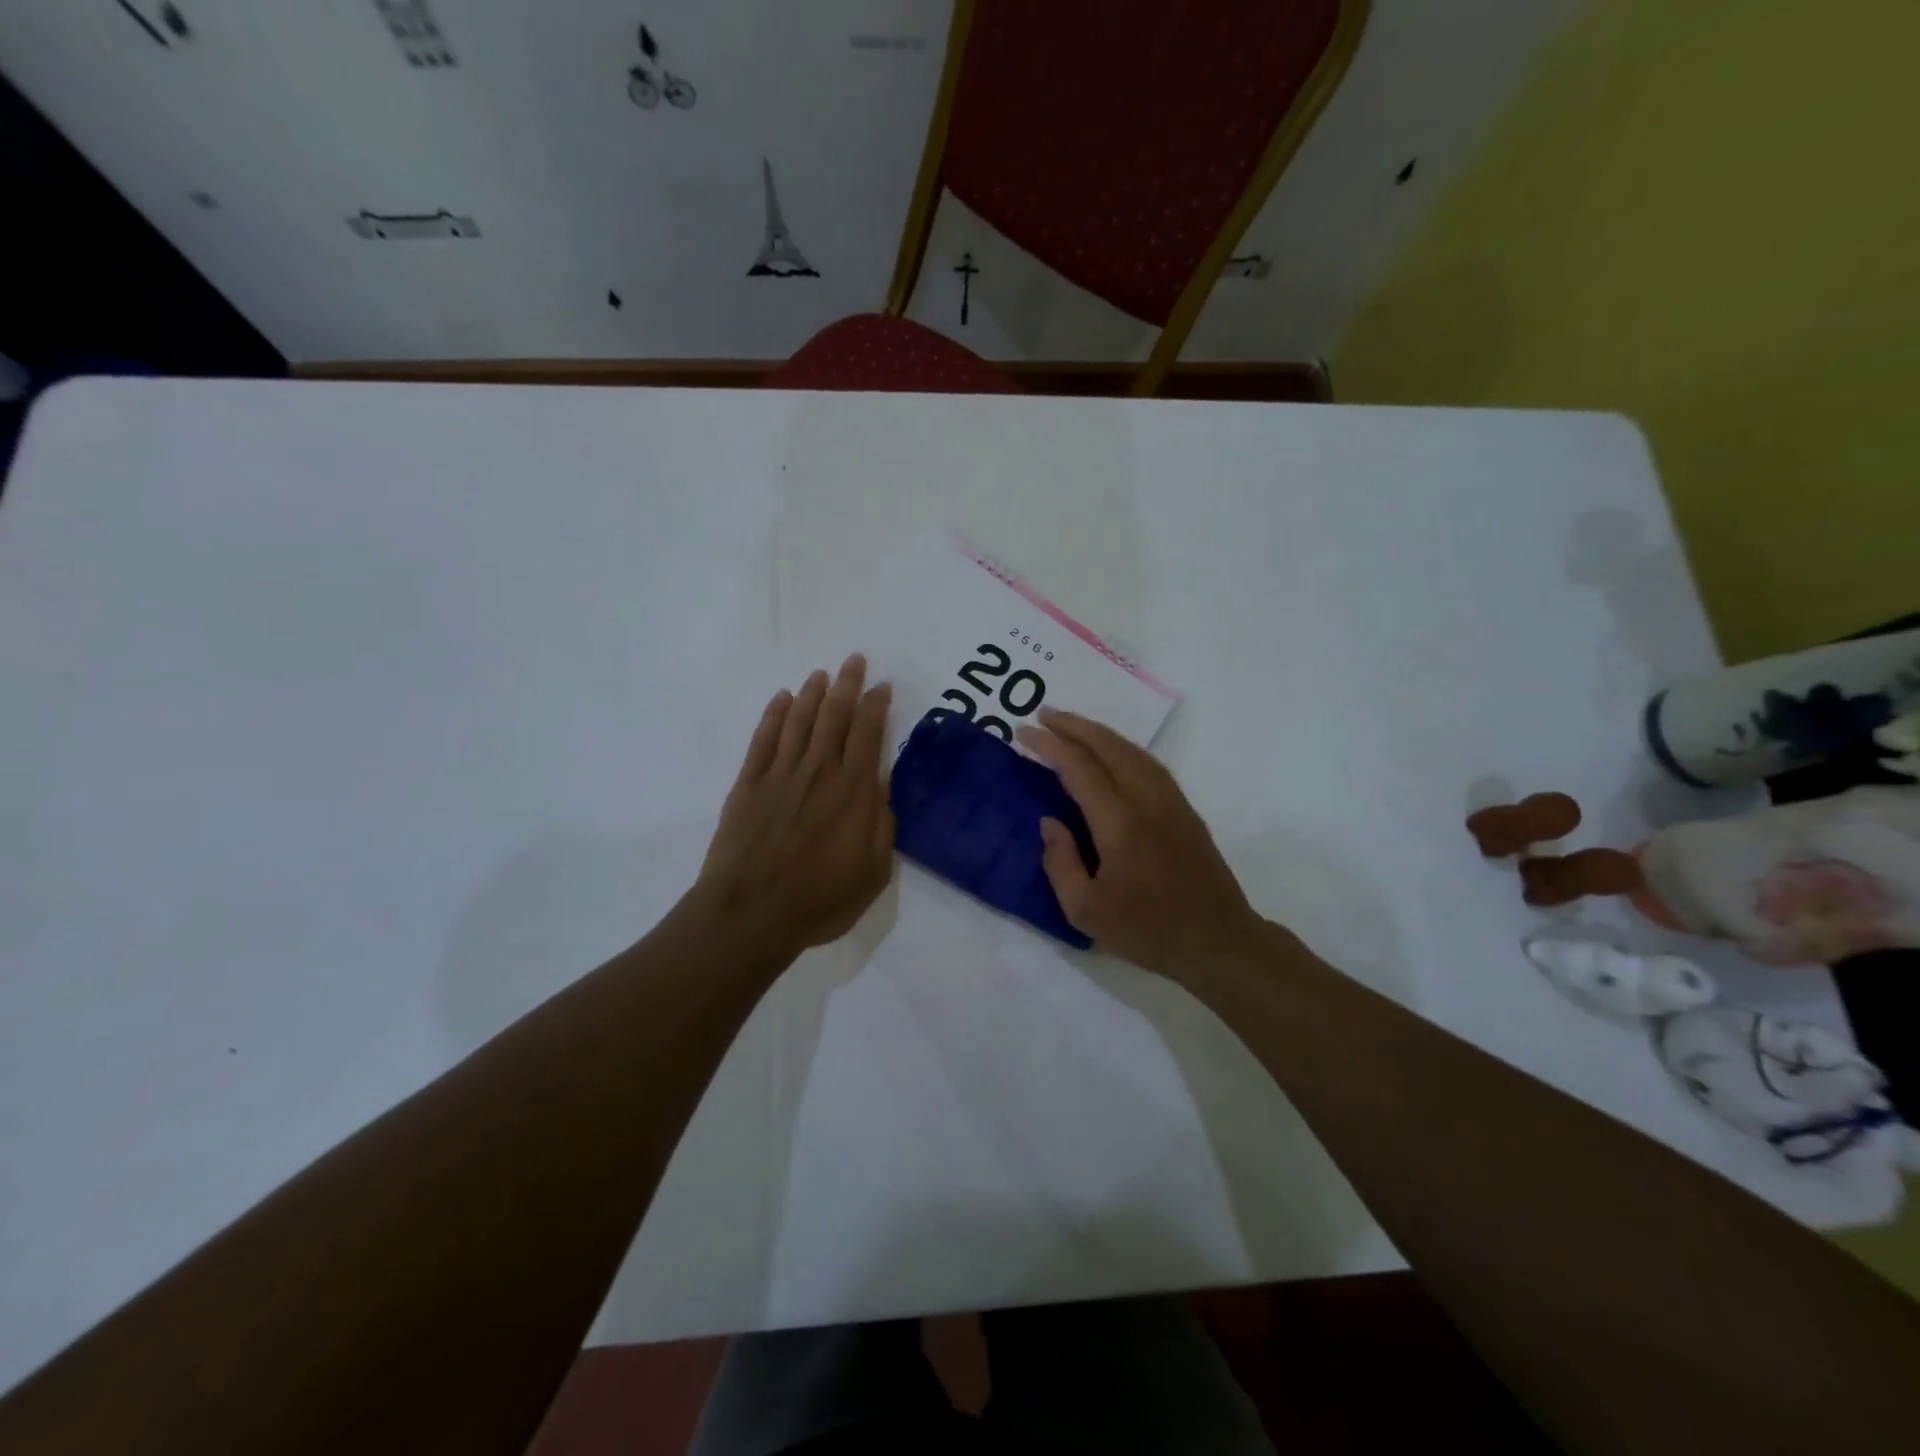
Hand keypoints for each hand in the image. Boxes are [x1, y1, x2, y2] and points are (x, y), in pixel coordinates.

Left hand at [695, 654, 894, 960]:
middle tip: (853, 660)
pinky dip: (773, 716)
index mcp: (853, 792)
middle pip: (834, 717)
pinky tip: (781, 699)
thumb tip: (881, 788)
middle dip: (846, 685)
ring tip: (820, 674)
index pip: (868, 734)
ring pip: (799, 722)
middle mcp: (819, 772)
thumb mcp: (873, 872)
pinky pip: (763, 739)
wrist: (749, 913)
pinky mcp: (748, 785)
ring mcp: (780, 775)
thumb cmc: (819, 899)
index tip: (882, 686)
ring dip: (811, 694)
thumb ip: (882, 825)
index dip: (876, 706)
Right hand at [1017, 708, 1267, 979]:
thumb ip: (1060, 863)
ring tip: (1071, 725)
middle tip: (1043, 713)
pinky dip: (1123, 747)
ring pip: (1132, 750)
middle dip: (1073, 725)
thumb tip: (1050, 821)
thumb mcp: (1085, 911)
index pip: (1079, 768)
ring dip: (1099, 732)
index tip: (1022, 731)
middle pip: (1108, 747)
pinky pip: (1149, 763)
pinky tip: (1111, 751)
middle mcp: (1147, 801)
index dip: (1049, 745)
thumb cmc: (1148, 931)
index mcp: (1120, 825)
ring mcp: (1171, 802)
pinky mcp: (1185, 809)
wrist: (1218, 942)